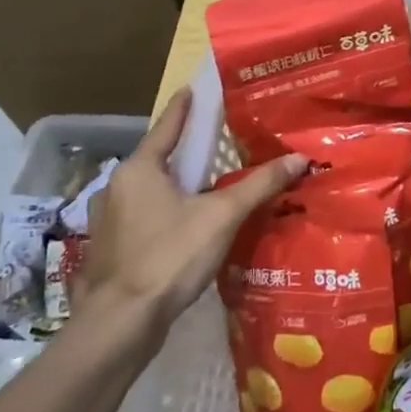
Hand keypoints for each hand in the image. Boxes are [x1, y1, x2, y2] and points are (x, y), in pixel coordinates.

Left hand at [76, 88, 306, 350]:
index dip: (184, 106)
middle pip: (159, 158)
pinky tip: (191, 222)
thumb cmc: (169, 256)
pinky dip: (170, 210)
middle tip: (216, 138)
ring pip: (153, 190)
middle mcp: (119, 187)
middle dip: (187, 149)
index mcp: (140, 169)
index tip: (192, 87)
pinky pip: (148, 215)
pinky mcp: (114, 248)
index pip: (167, 126)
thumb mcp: (222, 215)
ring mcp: (111, 220)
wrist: (120, 324)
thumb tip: (299, 158)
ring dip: (178, 183)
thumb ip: (260, 184)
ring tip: (209, 181)